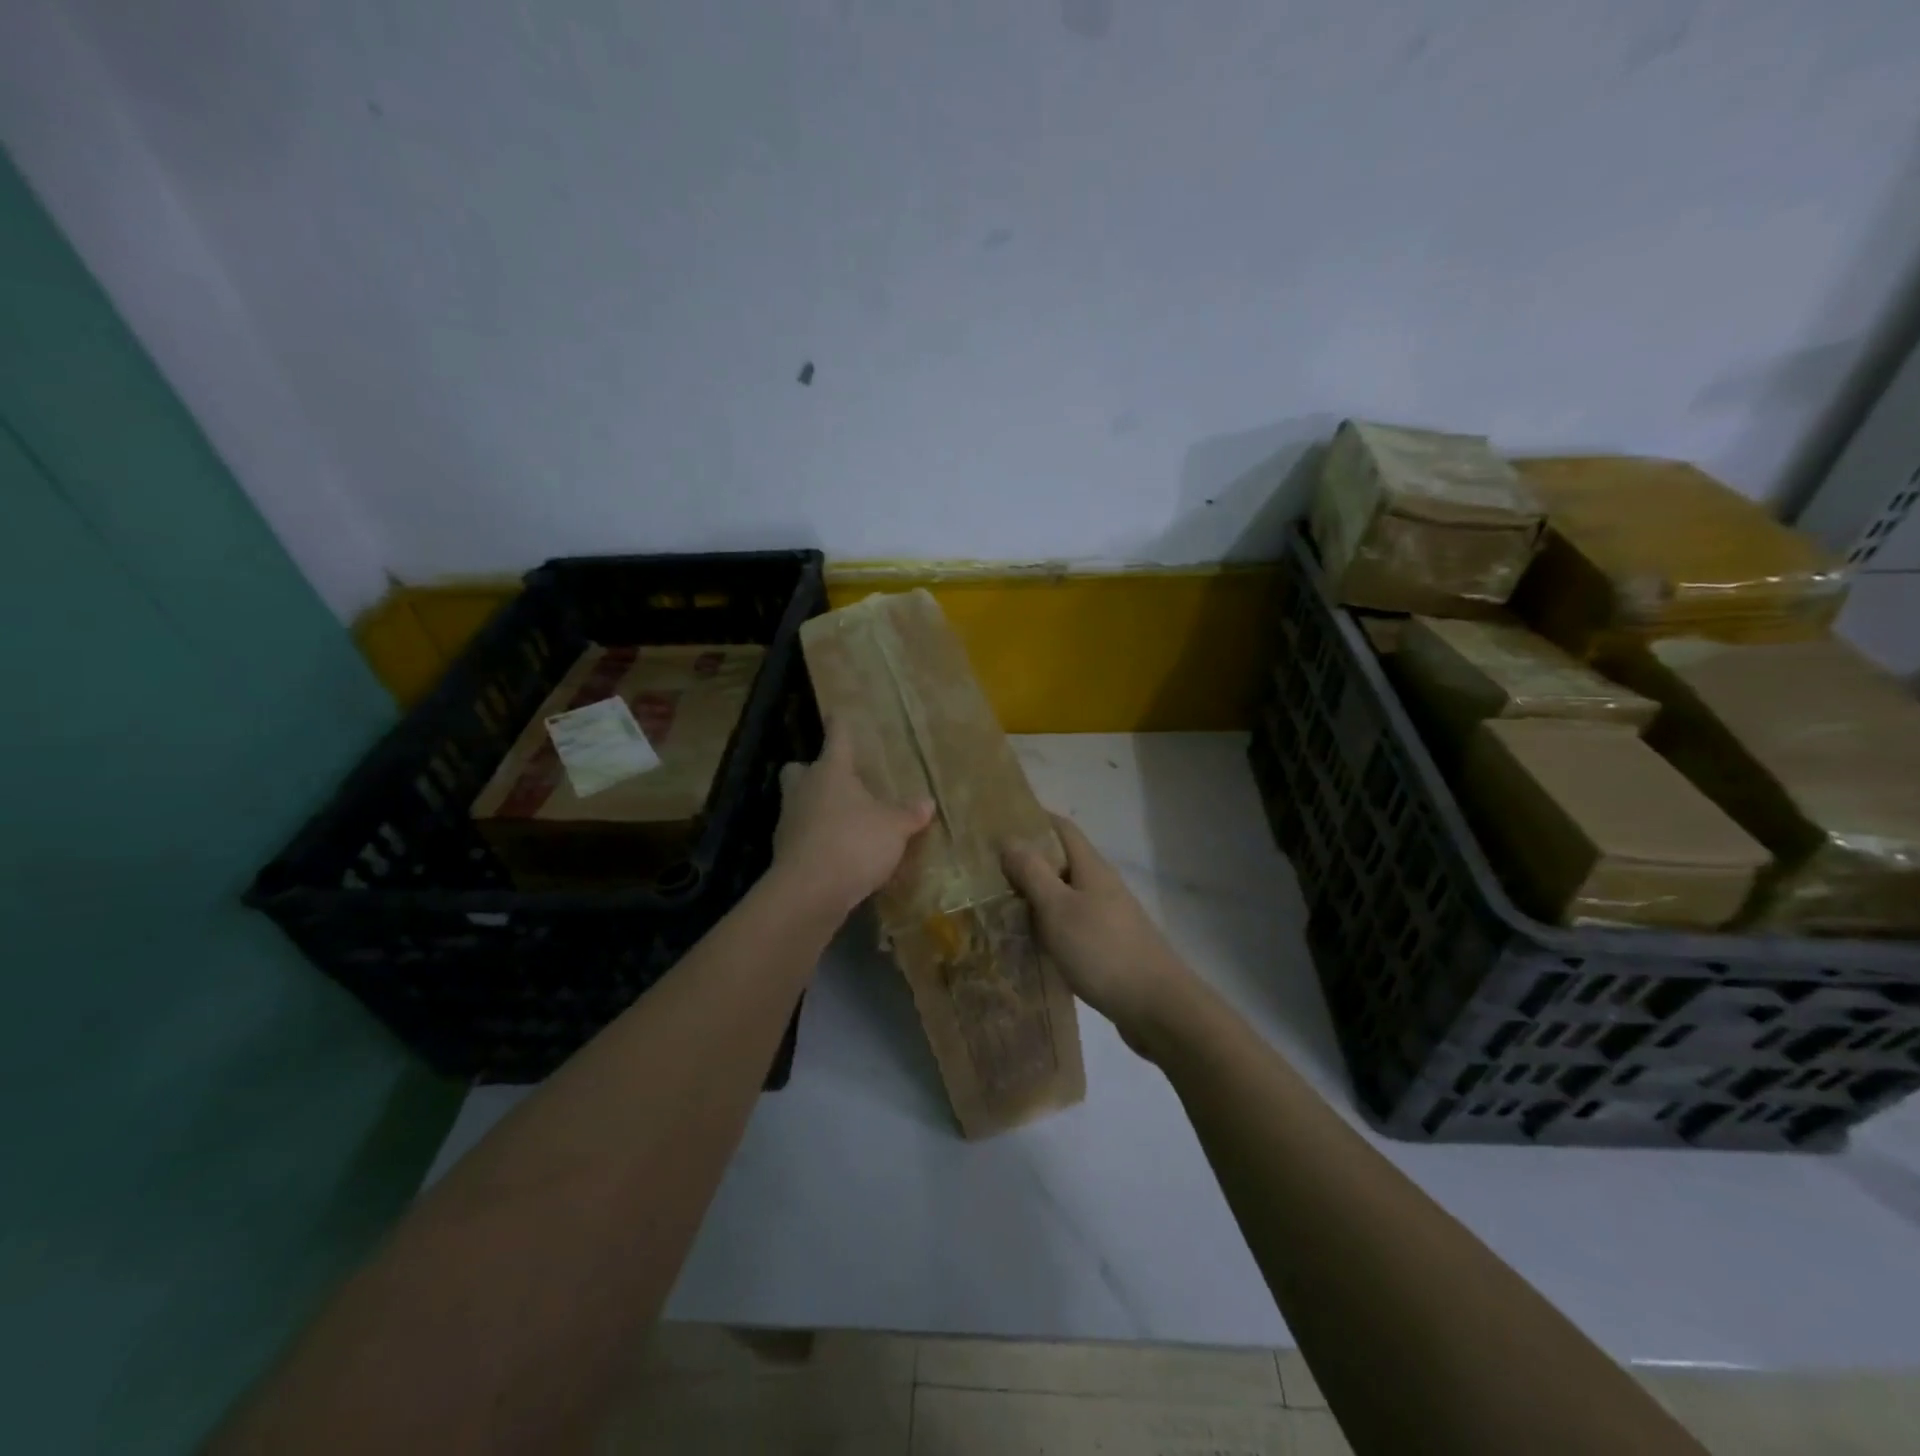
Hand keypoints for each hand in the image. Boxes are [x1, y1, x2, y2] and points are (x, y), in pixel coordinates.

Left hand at [771, 718, 934, 918]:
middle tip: (834, 779)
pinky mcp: (784, 853)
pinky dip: (815, 839)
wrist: (810, 892)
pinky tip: (835, 851)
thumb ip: (909, 814)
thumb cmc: (854, 842)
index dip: (839, 726)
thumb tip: (927, 802)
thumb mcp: (894, 828)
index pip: (836, 739)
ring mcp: (789, 821)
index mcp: (830, 772)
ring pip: (798, 803)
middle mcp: (804, 790)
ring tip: (841, 819)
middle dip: (811, 770)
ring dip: (815, 807)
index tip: (836, 714)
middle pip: (799, 770)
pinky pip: (801, 835)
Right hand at [1002, 812, 1194, 1050]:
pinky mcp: (1109, 946)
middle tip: (987, 870)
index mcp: (1091, 868)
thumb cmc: (1103, 951)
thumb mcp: (1058, 909)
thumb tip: (1010, 838)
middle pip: (1062, 860)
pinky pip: (1073, 923)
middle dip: (1029, 860)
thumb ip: (1033, 873)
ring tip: (999, 905)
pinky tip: (1031, 941)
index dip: (1033, 819)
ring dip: (1037, 895)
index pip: (1062, 828)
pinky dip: (1050, 924)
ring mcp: (1109, 917)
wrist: (1158, 1008)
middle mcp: (1102, 886)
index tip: (999, 822)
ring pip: (1066, 894)